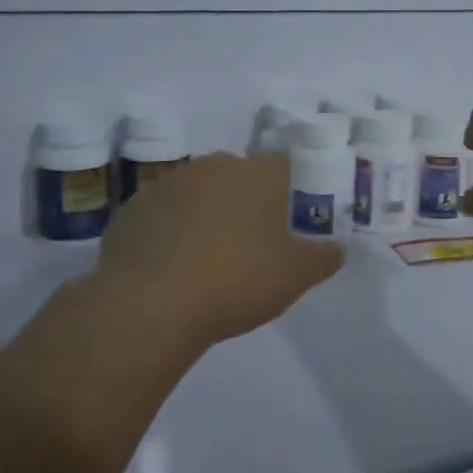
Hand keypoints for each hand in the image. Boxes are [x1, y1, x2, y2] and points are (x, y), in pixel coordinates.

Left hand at [95, 151, 344, 351]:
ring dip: (208, 213)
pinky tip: (173, 266)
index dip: (292, 191)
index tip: (293, 221)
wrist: (148, 305)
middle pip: (240, 176)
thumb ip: (323, 258)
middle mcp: (213, 167)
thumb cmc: (235, 281)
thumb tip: (339, 248)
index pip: (285, 166)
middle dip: (248, 201)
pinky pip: (164, 214)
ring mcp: (168, 184)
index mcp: (257, 173)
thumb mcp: (294, 276)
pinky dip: (172, 231)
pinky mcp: (133, 209)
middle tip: (254, 242)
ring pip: (199, 192)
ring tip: (209, 257)